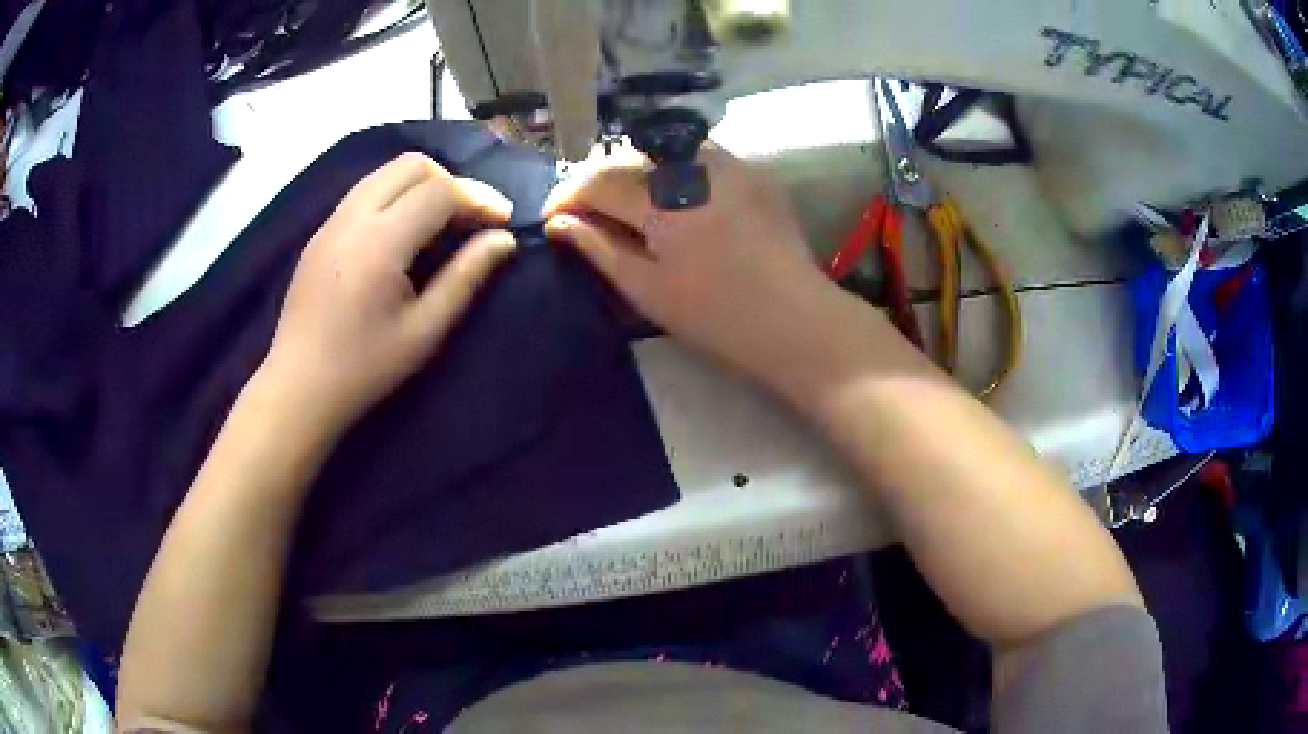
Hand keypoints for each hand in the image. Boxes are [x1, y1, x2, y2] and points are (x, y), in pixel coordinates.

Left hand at [258, 152, 516, 436]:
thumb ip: (465, 277)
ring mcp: (332, 221)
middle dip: (450, 181)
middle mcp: (353, 217)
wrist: (299, 387)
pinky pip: (365, 192)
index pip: (440, 191)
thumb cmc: (365, 368)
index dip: (479, 197)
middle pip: (411, 165)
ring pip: (385, 173)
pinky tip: (402, 233)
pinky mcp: (320, 232)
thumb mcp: (424, 331)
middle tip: (470, 218)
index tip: (503, 220)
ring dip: (421, 184)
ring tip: (441, 222)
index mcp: (380, 242)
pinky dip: (394, 196)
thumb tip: (504, 240)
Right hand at [543, 144, 858, 400]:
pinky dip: (672, 171)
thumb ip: (599, 248)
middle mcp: (695, 164)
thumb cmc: (716, 316)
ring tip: (624, 204)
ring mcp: (730, 163)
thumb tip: (559, 223)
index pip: (598, 180)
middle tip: (583, 214)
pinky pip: (699, 157)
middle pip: (628, 157)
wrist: (796, 319)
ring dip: (634, 172)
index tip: (551, 219)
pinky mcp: (754, 171)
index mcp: (664, 197)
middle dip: (596, 181)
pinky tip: (671, 198)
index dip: (567, 196)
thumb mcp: (647, 289)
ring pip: (663, 151)